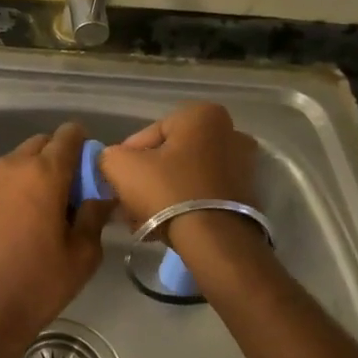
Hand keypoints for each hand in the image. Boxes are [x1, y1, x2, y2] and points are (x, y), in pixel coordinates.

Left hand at [0, 122, 112, 357]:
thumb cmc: (40, 281)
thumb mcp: (82, 253)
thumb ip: (94, 215)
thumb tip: (101, 196)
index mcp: (44, 171)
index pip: (68, 135)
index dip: (85, 145)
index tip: (94, 170)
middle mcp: (15, 166)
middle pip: (43, 143)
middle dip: (61, 157)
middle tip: (76, 191)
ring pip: (22, 160)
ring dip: (40, 171)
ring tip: (53, 207)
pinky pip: (7, 179)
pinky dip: (22, 186)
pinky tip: (30, 218)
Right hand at [98, 102, 264, 262]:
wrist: (214, 241)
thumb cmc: (167, 191)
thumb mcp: (119, 166)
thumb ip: (109, 155)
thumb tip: (113, 161)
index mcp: (201, 116)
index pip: (149, 134)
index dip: (127, 158)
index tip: (117, 181)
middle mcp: (230, 133)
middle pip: (170, 156)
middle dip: (147, 178)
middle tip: (128, 201)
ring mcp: (243, 166)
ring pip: (185, 177)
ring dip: (162, 195)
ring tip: (142, 219)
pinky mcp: (248, 197)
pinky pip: (204, 195)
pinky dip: (184, 206)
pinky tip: (163, 227)